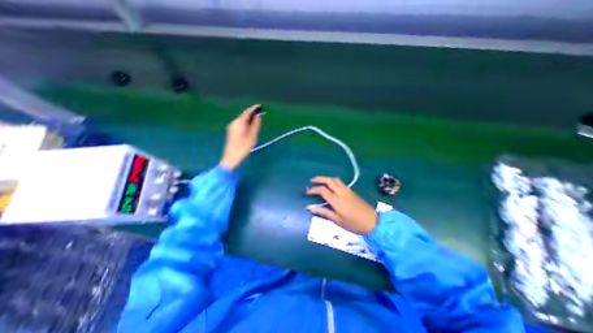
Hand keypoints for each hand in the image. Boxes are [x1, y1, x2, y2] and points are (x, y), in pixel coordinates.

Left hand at [220, 104, 260, 171]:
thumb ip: (255, 126)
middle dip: (251, 114)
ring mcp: (231, 127)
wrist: (231, 158)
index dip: (253, 109)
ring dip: (249, 120)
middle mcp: (234, 123)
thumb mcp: (252, 137)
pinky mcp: (231, 132)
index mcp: (239, 123)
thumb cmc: (243, 148)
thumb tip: (258, 117)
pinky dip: (246, 124)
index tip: (260, 106)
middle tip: (260, 114)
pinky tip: (250, 128)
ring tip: (256, 122)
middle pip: (243, 116)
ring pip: (242, 120)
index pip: (247, 112)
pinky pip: (240, 124)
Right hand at [308, 177, 376, 233]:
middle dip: (320, 179)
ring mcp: (347, 190)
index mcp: (337, 200)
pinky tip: (330, 185)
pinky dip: (333, 180)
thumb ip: (324, 212)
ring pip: (335, 179)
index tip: (307, 191)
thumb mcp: (337, 220)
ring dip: (327, 178)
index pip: (322, 190)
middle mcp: (341, 192)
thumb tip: (310, 208)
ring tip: (320, 181)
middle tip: (312, 180)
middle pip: (329, 180)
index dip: (313, 189)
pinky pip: (340, 182)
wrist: (372, 221)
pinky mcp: (351, 191)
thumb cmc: (353, 223)